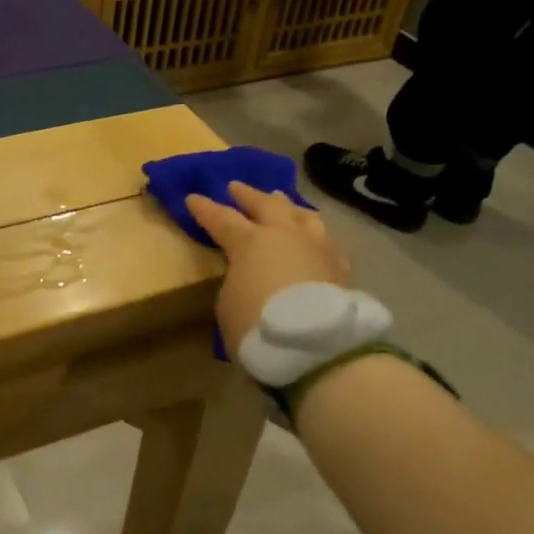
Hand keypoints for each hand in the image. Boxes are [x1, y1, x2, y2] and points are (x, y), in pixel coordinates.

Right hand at [184, 182, 353, 355]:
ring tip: (281, 201)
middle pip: (265, 205)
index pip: (221, 218)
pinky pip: (326, 242)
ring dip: (287, 207)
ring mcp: (317, 247)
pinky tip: (316, 239)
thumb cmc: (258, 325)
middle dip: (248, 195)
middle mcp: (285, 235)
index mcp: (250, 242)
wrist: (317, 347)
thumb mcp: (228, 305)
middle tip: (236, 186)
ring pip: (302, 215)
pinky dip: (315, 237)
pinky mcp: (341, 268)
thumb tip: (247, 276)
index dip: (205, 208)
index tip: (192, 197)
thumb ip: (235, 281)